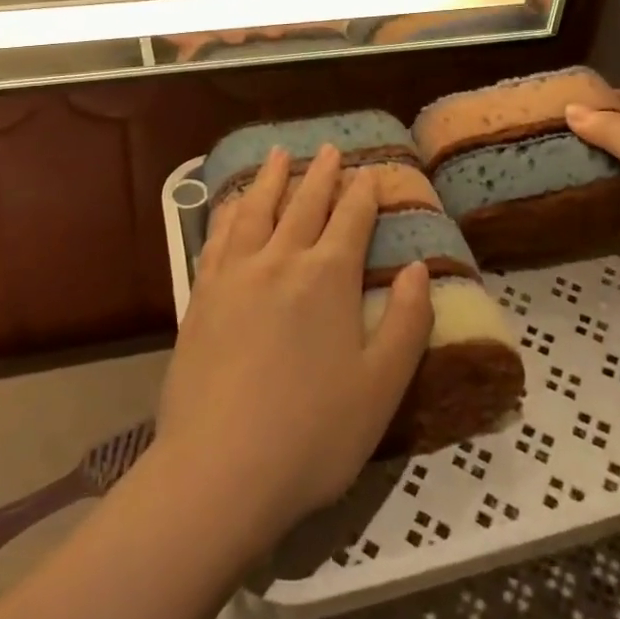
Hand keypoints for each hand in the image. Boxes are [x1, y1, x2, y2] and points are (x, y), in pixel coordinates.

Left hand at [156, 146, 433, 545]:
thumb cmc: (313, 434)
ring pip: (257, 210)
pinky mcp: (201, 295)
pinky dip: (230, 212)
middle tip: (329, 148)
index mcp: (328, 277)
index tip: (369, 171)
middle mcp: (280, 261)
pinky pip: (218, 237)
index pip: (351, 219)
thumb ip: (408, 322)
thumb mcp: (382, 386)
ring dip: (271, 179)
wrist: (219, 470)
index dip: (363, 192)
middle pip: (304, 204)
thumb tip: (418, 268)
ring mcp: (235, 274)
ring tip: (279, 154)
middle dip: (320, 174)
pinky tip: (232, 206)